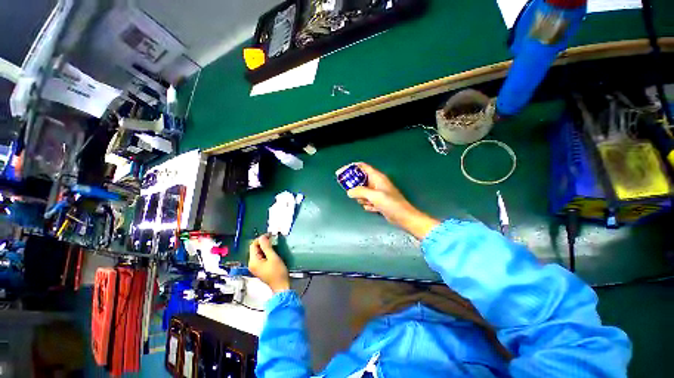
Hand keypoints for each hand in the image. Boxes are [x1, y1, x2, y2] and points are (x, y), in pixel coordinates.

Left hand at [248, 235, 289, 292]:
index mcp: (253, 261)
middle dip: (263, 242)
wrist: (281, 286)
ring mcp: (255, 266)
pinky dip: (265, 252)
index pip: (253, 245)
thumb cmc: (278, 272)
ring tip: (273, 243)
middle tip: (272, 238)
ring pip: (258, 252)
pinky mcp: (260, 268)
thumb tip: (262, 237)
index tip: (269, 235)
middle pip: (254, 248)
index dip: (260, 238)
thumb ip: (267, 246)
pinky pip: (260, 256)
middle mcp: (252, 263)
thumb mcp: (273, 257)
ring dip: (265, 247)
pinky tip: (272, 251)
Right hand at [341, 162, 439, 239]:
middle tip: (354, 195)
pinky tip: (373, 208)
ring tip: (369, 203)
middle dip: (356, 188)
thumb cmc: (391, 204)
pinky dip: (367, 204)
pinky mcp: (377, 201)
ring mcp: (376, 192)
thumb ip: (360, 192)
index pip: (362, 167)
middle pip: (360, 180)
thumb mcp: (374, 196)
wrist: (403, 217)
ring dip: (362, 198)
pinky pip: (366, 200)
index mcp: (377, 177)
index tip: (340, 173)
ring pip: (362, 192)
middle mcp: (376, 183)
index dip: (350, 168)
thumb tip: (349, 192)